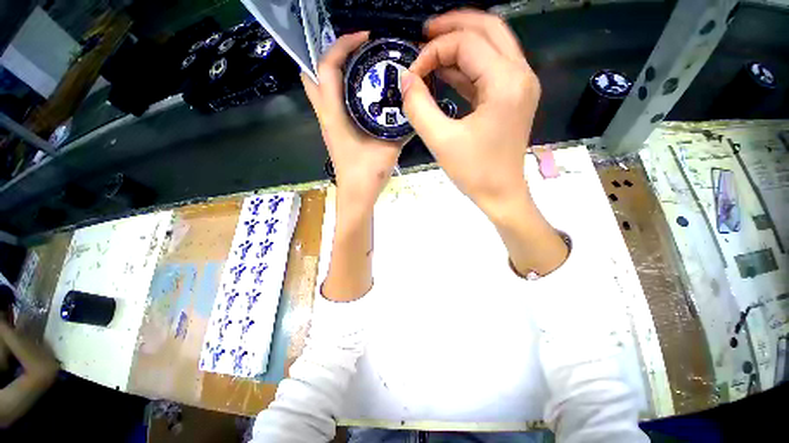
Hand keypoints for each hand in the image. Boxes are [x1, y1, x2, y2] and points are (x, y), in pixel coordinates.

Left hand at [302, 31, 404, 212]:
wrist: (357, 195)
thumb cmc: (368, 174)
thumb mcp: (388, 148)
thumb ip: (400, 128)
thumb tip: (412, 109)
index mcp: (335, 116)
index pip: (327, 68)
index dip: (342, 45)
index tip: (364, 38)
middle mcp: (326, 116)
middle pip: (313, 74)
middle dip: (331, 55)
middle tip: (356, 50)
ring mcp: (328, 124)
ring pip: (320, 88)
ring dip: (336, 71)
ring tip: (360, 66)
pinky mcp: (334, 132)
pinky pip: (332, 102)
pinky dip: (343, 89)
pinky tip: (363, 93)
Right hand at [401, 10, 538, 216]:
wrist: (501, 195)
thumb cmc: (474, 172)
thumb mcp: (441, 140)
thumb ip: (418, 106)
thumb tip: (406, 79)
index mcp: (506, 82)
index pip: (467, 43)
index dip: (433, 51)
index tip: (412, 73)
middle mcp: (520, 74)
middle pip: (488, 28)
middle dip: (453, 26)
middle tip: (423, 35)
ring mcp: (519, 85)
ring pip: (491, 45)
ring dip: (460, 44)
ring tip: (430, 51)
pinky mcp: (512, 97)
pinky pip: (490, 69)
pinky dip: (467, 65)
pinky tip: (446, 73)